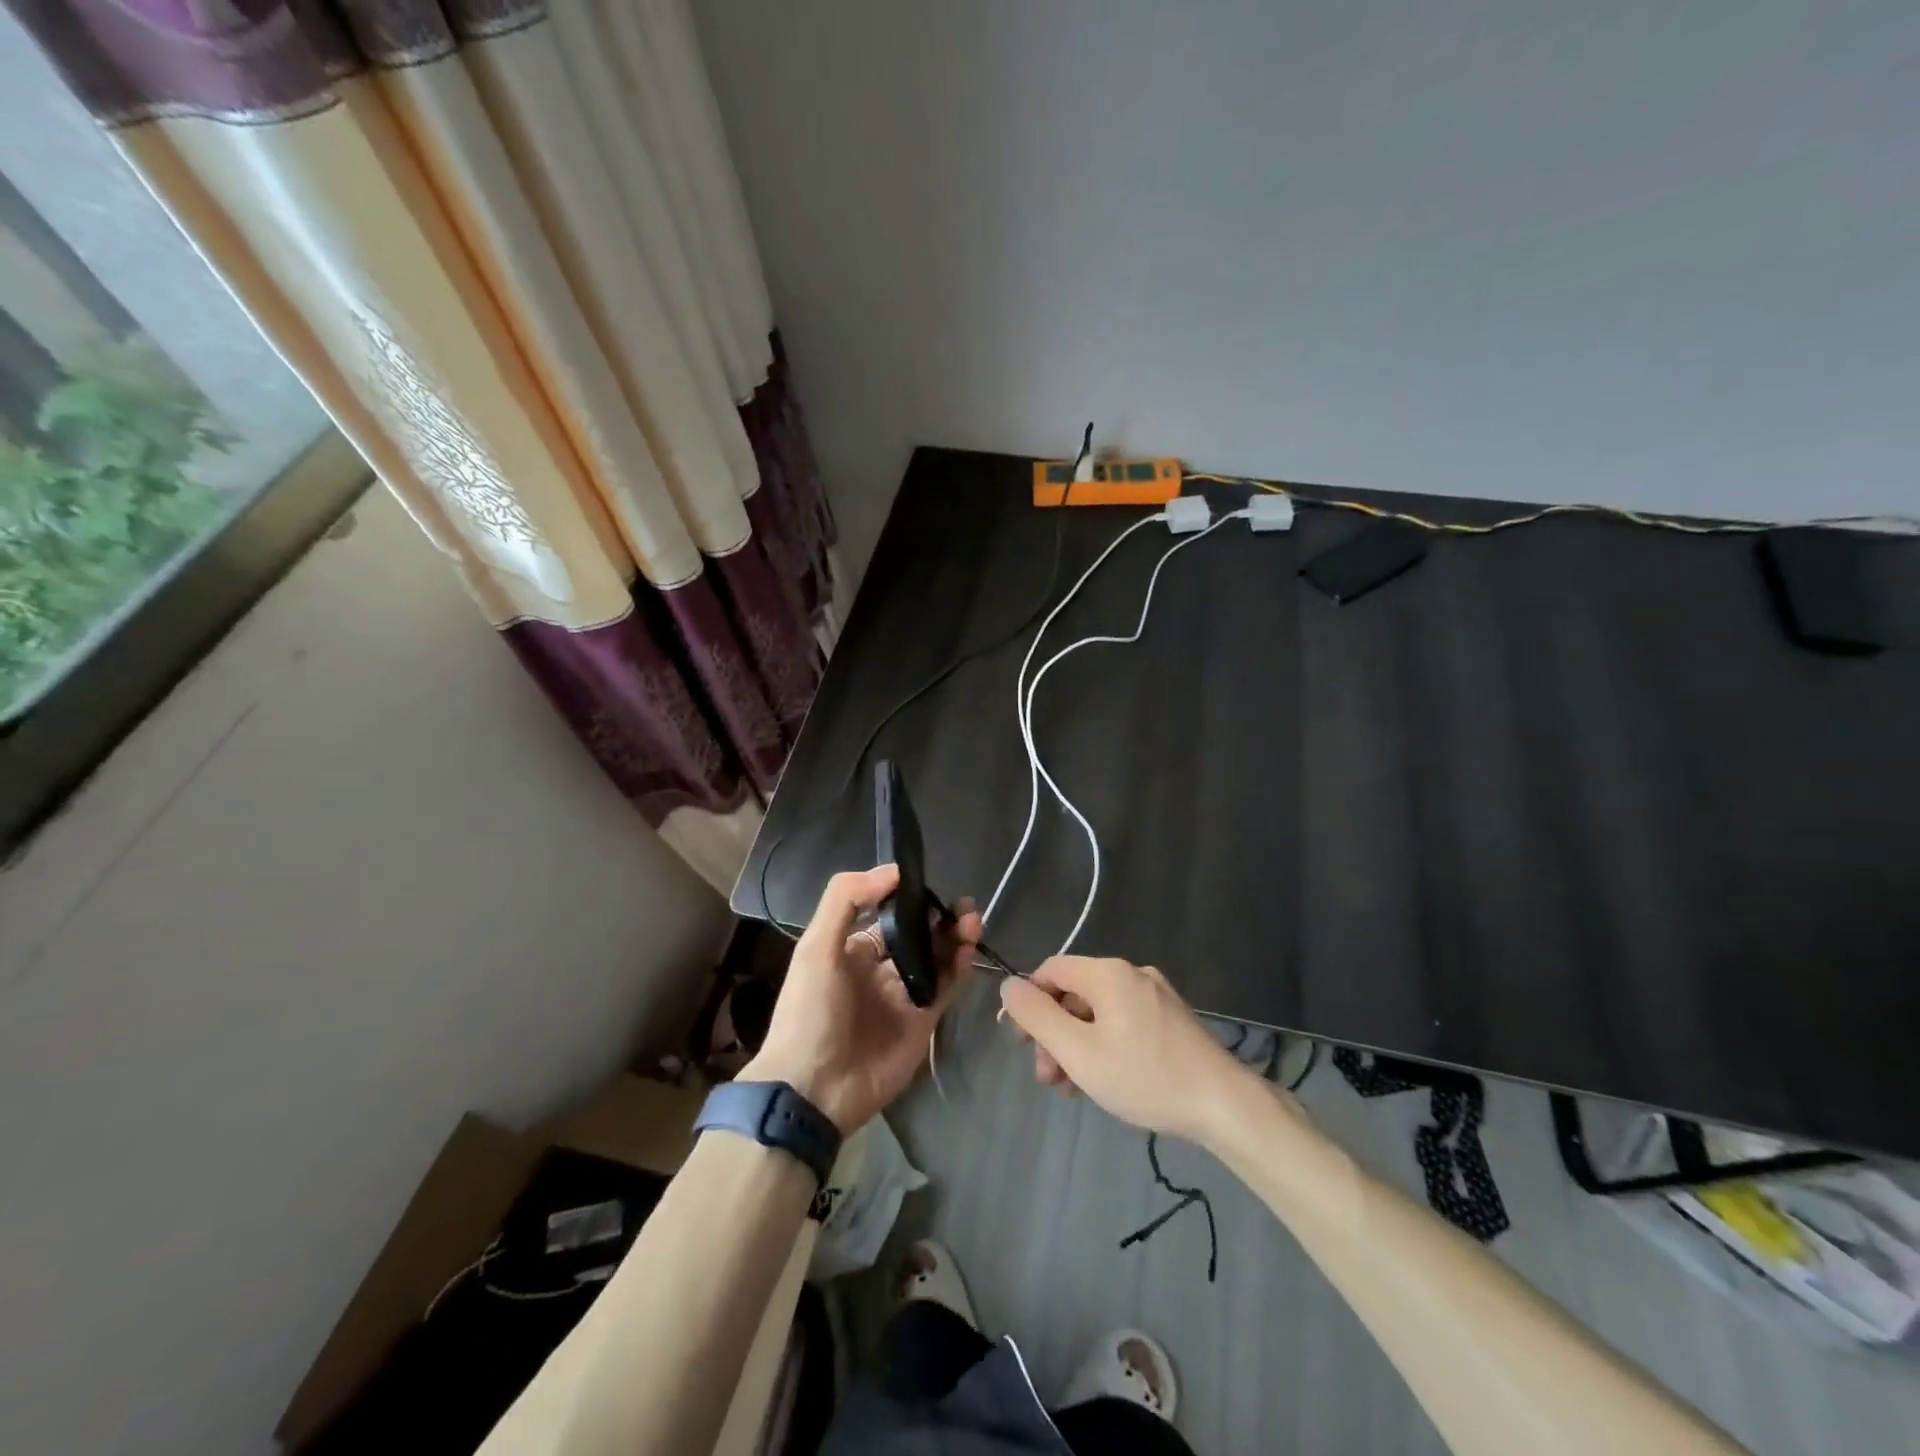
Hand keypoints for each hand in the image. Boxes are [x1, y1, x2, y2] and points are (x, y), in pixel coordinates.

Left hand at [742, 864, 978, 1134]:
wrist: (815, 1088)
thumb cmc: (810, 1011)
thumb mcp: (816, 947)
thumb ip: (846, 900)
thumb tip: (892, 871)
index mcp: (851, 951)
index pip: (887, 916)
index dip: (908, 900)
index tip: (928, 884)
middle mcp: (880, 970)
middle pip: (918, 935)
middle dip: (940, 917)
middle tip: (963, 905)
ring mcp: (904, 996)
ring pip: (937, 958)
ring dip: (955, 936)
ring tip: (971, 918)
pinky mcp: (923, 1021)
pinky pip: (945, 986)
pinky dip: (959, 966)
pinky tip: (968, 947)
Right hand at [999, 956, 1256, 1146]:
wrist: (1225, 1105)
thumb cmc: (1145, 1077)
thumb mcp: (1079, 1052)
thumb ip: (1038, 1017)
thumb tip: (1008, 985)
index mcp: (1107, 973)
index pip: (1050, 970)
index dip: (1028, 1003)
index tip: (1022, 1044)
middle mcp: (1131, 973)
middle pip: (1074, 993)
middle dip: (1053, 1033)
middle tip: (1048, 1079)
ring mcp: (1155, 995)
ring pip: (1097, 1012)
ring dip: (1076, 1045)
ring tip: (1072, 1089)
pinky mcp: (1170, 1018)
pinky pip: (1122, 1021)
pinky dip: (1103, 1045)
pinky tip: (1102, 1080)